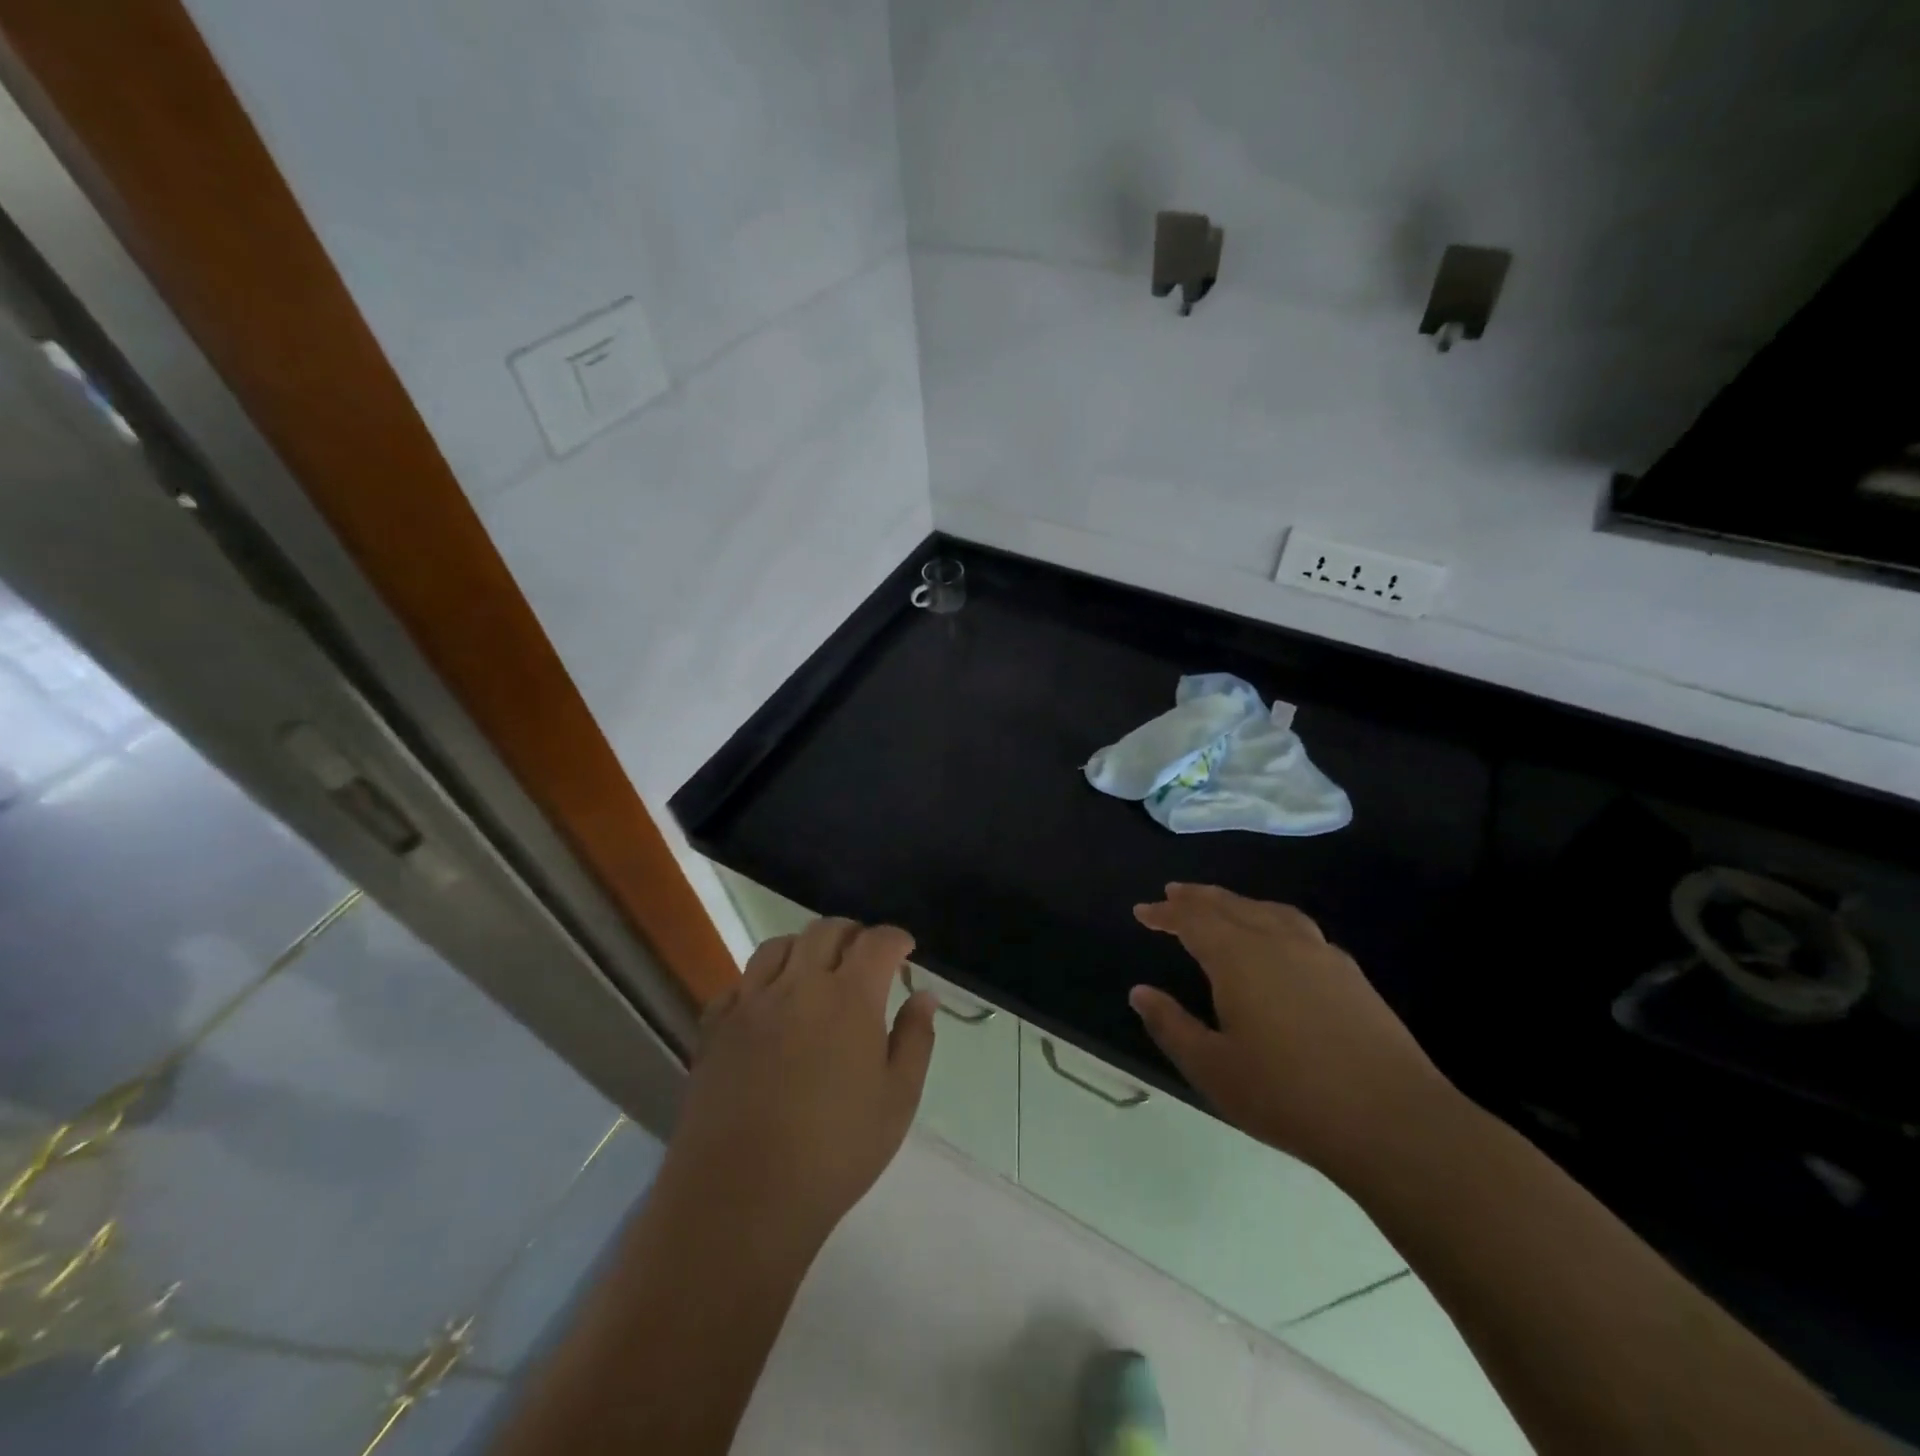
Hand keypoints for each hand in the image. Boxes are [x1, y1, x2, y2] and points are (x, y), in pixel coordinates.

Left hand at [658, 917, 937, 1258]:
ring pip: (777, 947)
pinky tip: (768, 1005)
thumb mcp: (897, 1101)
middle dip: (852, 934)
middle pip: (825, 931)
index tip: (905, 949)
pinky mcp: (715, 1028)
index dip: (894, 938)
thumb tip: (925, 996)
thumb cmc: (835, 1152)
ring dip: (804, 947)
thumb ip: (915, 1039)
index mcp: (849, 998)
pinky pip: (738, 984)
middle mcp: (798, 986)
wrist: (742, 1198)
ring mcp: (751, 1003)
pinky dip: (760, 981)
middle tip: (864, 956)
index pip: (876, 942)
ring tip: (815, 971)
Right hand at [1130, 884, 1445, 1174]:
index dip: (1165, 913)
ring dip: (1236, 903)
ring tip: (1220, 905)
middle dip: (1197, 898)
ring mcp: (1319, 953)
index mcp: (1238, 958)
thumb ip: (1171, 1025)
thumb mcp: (1212, 1068)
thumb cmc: (1288, 1096)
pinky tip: (1276, 939)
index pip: (1193, 920)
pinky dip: (1270, 918)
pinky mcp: (1349, 973)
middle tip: (1173, 894)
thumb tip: (1140, 992)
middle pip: (1230, 905)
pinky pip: (1297, 926)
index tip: (1143, 911)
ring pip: (1267, 910)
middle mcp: (1277, 941)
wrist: (1392, 1121)